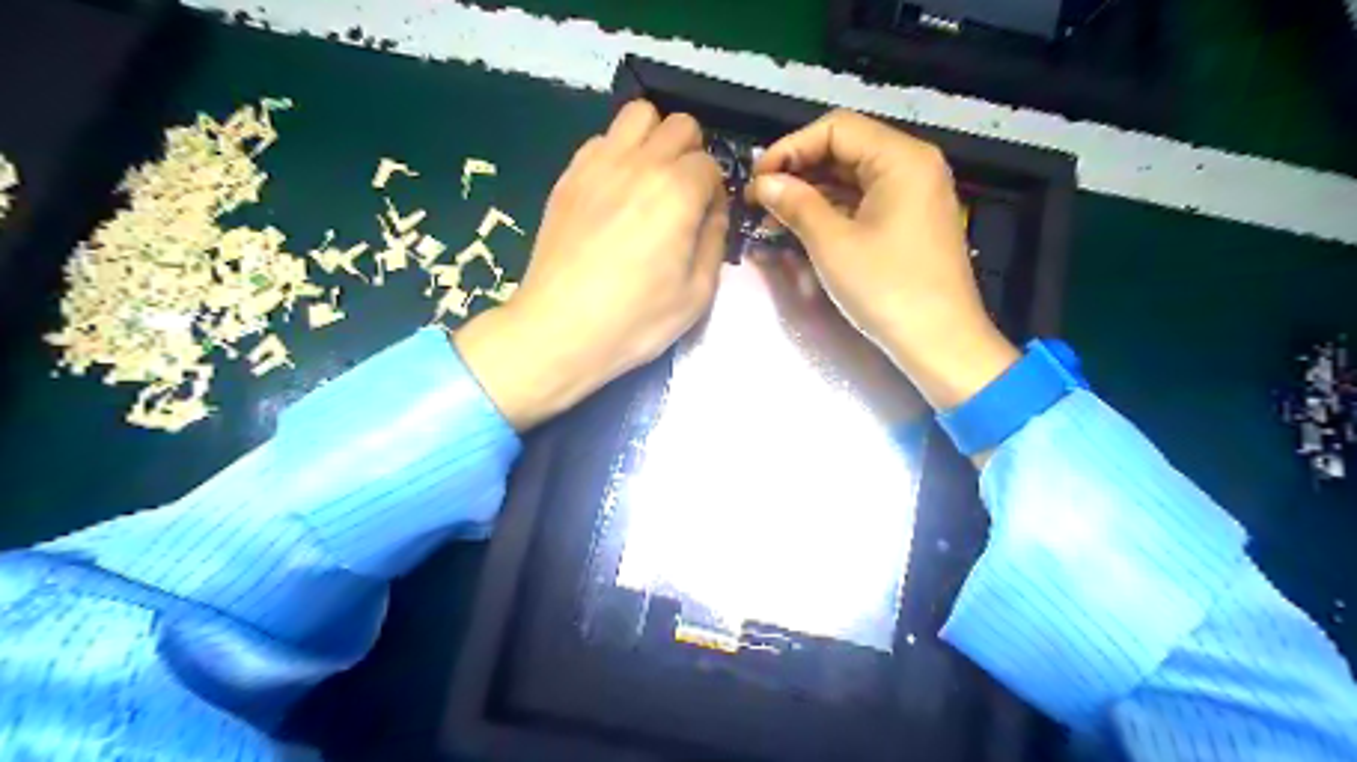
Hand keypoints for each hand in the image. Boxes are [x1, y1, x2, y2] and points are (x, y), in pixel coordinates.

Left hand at [455, 98, 731, 427]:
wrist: (560, 328)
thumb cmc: (635, 319)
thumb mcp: (697, 294)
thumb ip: (714, 242)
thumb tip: (713, 213)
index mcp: (678, 191)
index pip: (710, 165)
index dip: (715, 193)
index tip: (705, 221)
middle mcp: (641, 163)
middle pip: (679, 125)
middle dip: (691, 154)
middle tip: (683, 195)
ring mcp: (599, 163)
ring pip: (638, 115)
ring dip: (654, 139)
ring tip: (650, 180)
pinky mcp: (569, 175)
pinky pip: (602, 139)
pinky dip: (618, 152)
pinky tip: (615, 191)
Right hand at [741, 107, 1018, 410]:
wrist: (940, 343)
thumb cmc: (887, 290)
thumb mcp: (833, 244)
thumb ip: (796, 203)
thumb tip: (763, 183)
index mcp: (902, 158)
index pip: (836, 129)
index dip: (790, 148)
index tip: (757, 178)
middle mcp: (913, 166)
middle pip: (846, 150)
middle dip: (799, 171)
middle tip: (760, 198)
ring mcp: (915, 195)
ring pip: (853, 178)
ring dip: (813, 193)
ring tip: (774, 216)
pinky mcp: (911, 222)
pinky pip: (866, 202)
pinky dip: (834, 210)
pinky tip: (803, 226)